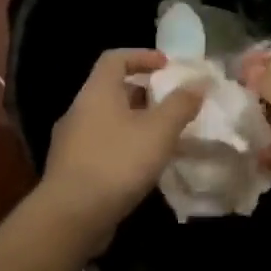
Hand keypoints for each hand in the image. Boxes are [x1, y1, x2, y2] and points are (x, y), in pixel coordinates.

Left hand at [40, 49, 204, 246]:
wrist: (72, 215)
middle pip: (112, 90)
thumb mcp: (159, 130)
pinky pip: (103, 147)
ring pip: (108, 121)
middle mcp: (79, 111)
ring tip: (164, 138)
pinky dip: (125, 148)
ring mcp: (71, 142)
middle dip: (144, 94)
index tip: (168, 66)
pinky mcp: (72, 169)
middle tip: (172, 105)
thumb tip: (198, 83)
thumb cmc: (118, 162)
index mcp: (96, 92)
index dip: (142, 56)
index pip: (115, 59)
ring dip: (136, 124)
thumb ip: (180, 104)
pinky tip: (143, 167)